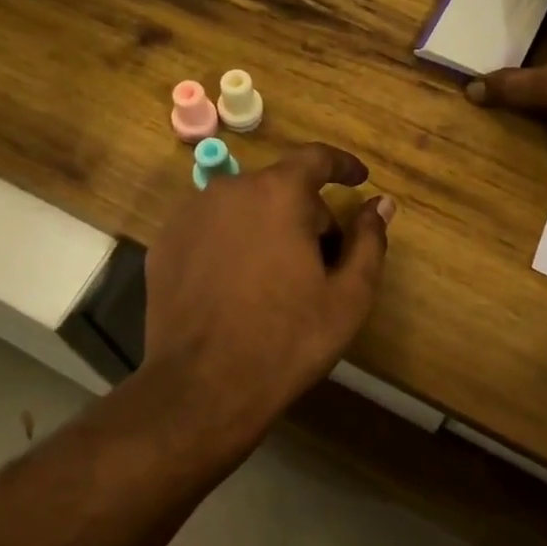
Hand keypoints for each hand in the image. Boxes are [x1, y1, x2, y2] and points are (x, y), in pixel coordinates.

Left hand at [141, 143, 394, 450]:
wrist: (202, 387)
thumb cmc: (287, 340)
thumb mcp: (348, 296)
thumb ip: (369, 240)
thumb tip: (381, 203)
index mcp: (278, 193)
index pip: (316, 158)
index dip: (343, 165)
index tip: (359, 178)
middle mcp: (230, 190)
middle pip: (280, 187)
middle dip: (306, 213)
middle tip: (322, 260)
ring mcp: (191, 215)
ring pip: (244, 207)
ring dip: (267, 226)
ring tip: (277, 277)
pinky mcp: (166, 242)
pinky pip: (212, 228)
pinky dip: (232, 242)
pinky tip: (238, 285)